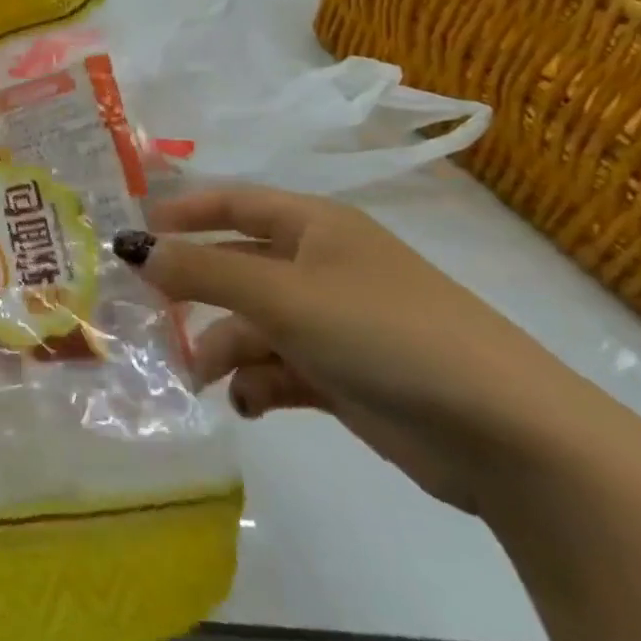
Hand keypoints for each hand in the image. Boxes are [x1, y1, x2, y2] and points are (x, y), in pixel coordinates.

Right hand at [114, 186, 584, 514]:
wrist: (505, 436)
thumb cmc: (384, 335)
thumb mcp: (283, 297)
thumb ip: (202, 272)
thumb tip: (135, 251)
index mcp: (316, 228)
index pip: (236, 204)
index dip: (184, 213)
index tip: (136, 236)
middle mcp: (322, 267)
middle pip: (237, 268)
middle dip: (195, 293)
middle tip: (150, 316)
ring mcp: (334, 323)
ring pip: (253, 323)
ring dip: (222, 348)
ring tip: (202, 379)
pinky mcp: (343, 375)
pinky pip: (279, 367)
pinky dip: (257, 382)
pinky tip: (248, 404)